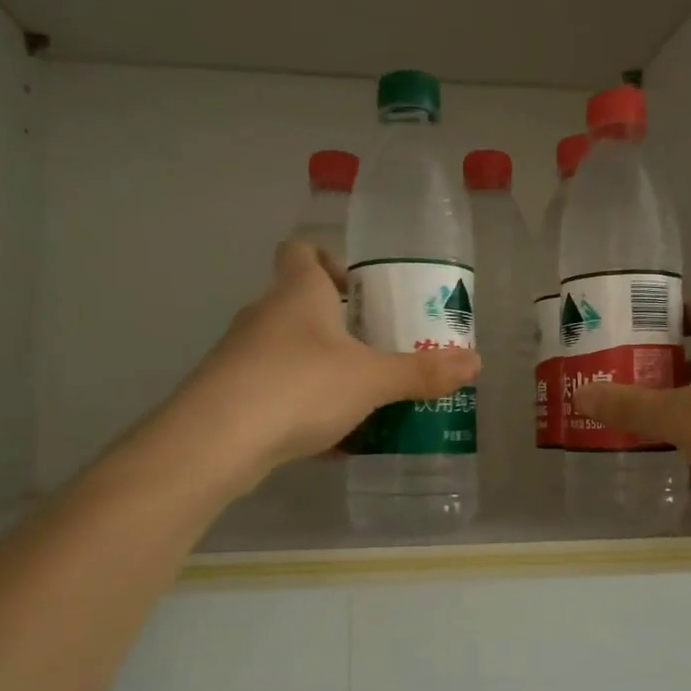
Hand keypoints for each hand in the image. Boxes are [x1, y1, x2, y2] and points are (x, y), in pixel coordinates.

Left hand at [176, 242, 480, 487]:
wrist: (215, 441)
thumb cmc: (300, 386)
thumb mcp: (372, 379)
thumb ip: (421, 372)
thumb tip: (475, 363)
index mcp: (298, 291)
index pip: (301, 250)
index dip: (328, 260)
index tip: (359, 288)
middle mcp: (265, 314)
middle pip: (301, 304)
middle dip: (340, 325)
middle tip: (378, 348)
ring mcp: (242, 355)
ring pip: (290, 351)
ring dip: (323, 368)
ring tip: (363, 396)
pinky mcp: (231, 395)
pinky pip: (277, 391)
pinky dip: (304, 406)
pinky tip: (333, 441)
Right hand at [571, 300, 690, 535]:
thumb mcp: (679, 417)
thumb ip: (630, 405)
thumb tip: (581, 393)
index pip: (689, 309)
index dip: (654, 320)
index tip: (620, 338)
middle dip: (659, 369)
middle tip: (617, 386)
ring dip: (682, 404)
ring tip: (639, 423)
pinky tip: (680, 457)